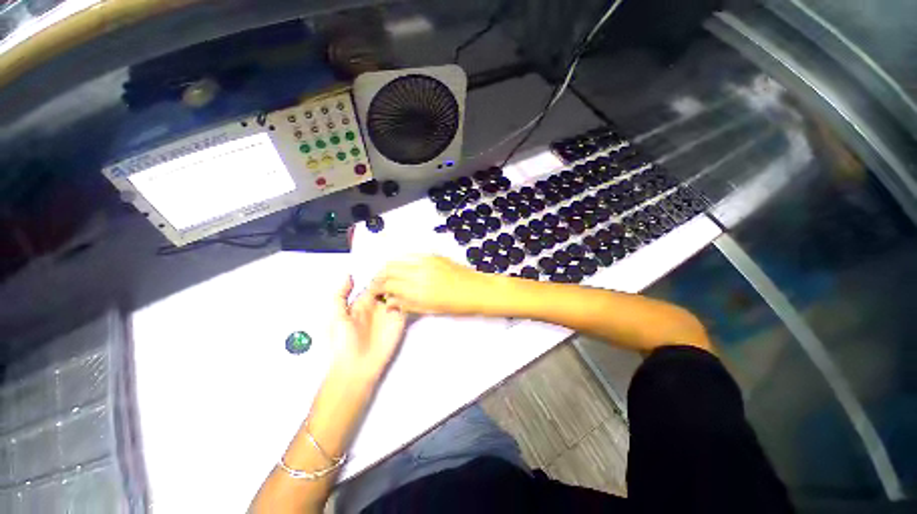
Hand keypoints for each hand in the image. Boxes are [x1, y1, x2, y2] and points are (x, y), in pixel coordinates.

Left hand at [330, 276, 406, 377]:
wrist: (355, 368)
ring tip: (401, 284)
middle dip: (392, 280)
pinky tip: (405, 295)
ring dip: (401, 288)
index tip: (385, 269)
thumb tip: (348, 274)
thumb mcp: (336, 317)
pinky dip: (407, 299)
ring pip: (398, 294)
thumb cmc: (342, 343)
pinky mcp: (399, 321)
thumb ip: (340, 295)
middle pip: (387, 287)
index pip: (373, 284)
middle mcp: (376, 306)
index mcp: (361, 303)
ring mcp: (388, 313)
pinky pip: (405, 306)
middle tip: (395, 276)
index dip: (379, 276)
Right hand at [375, 255, 495, 315]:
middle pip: (389, 268)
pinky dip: (403, 261)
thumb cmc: (458, 304)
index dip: (378, 288)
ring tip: (390, 276)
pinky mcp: (434, 255)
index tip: (377, 292)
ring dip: (390, 267)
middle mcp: (420, 272)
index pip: (388, 284)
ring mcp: (427, 261)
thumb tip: (390, 301)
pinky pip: (411, 255)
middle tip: (380, 283)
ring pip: (398, 259)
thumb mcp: (430, 309)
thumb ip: (407, 304)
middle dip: (380, 276)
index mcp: (419, 290)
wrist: (478, 289)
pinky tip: (405, 268)